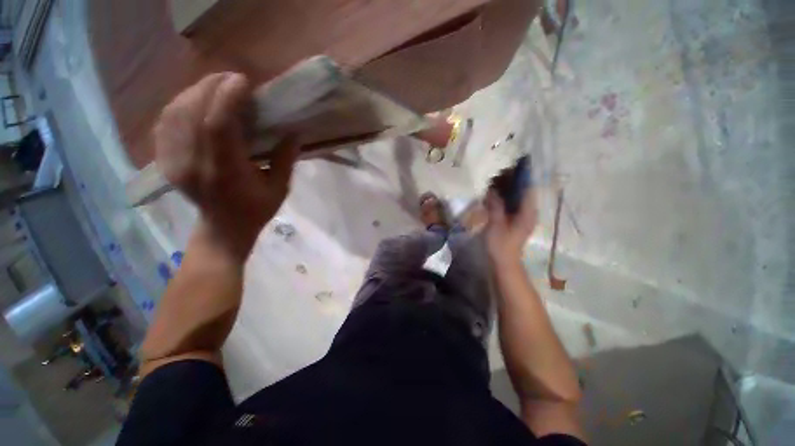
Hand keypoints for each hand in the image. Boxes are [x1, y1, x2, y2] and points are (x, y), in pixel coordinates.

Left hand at [154, 73, 297, 258]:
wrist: (223, 229)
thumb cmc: (256, 210)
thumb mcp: (280, 189)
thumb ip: (286, 160)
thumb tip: (293, 132)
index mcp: (226, 173)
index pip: (218, 126)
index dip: (228, 97)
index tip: (243, 81)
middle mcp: (194, 164)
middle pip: (192, 113)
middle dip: (211, 87)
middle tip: (232, 78)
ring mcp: (175, 162)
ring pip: (175, 114)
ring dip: (195, 92)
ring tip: (216, 86)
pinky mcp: (166, 161)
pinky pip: (165, 123)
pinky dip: (180, 105)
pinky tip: (195, 101)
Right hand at [484, 176, 537, 265]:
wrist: (504, 263)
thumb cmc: (501, 245)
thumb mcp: (496, 225)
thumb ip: (495, 206)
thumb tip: (492, 189)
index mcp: (528, 212)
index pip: (528, 187)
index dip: (522, 174)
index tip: (512, 163)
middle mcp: (528, 211)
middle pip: (523, 190)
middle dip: (512, 179)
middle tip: (498, 170)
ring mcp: (522, 215)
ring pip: (516, 196)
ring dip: (507, 187)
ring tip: (494, 178)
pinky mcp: (515, 219)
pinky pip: (511, 203)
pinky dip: (504, 196)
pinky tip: (493, 193)